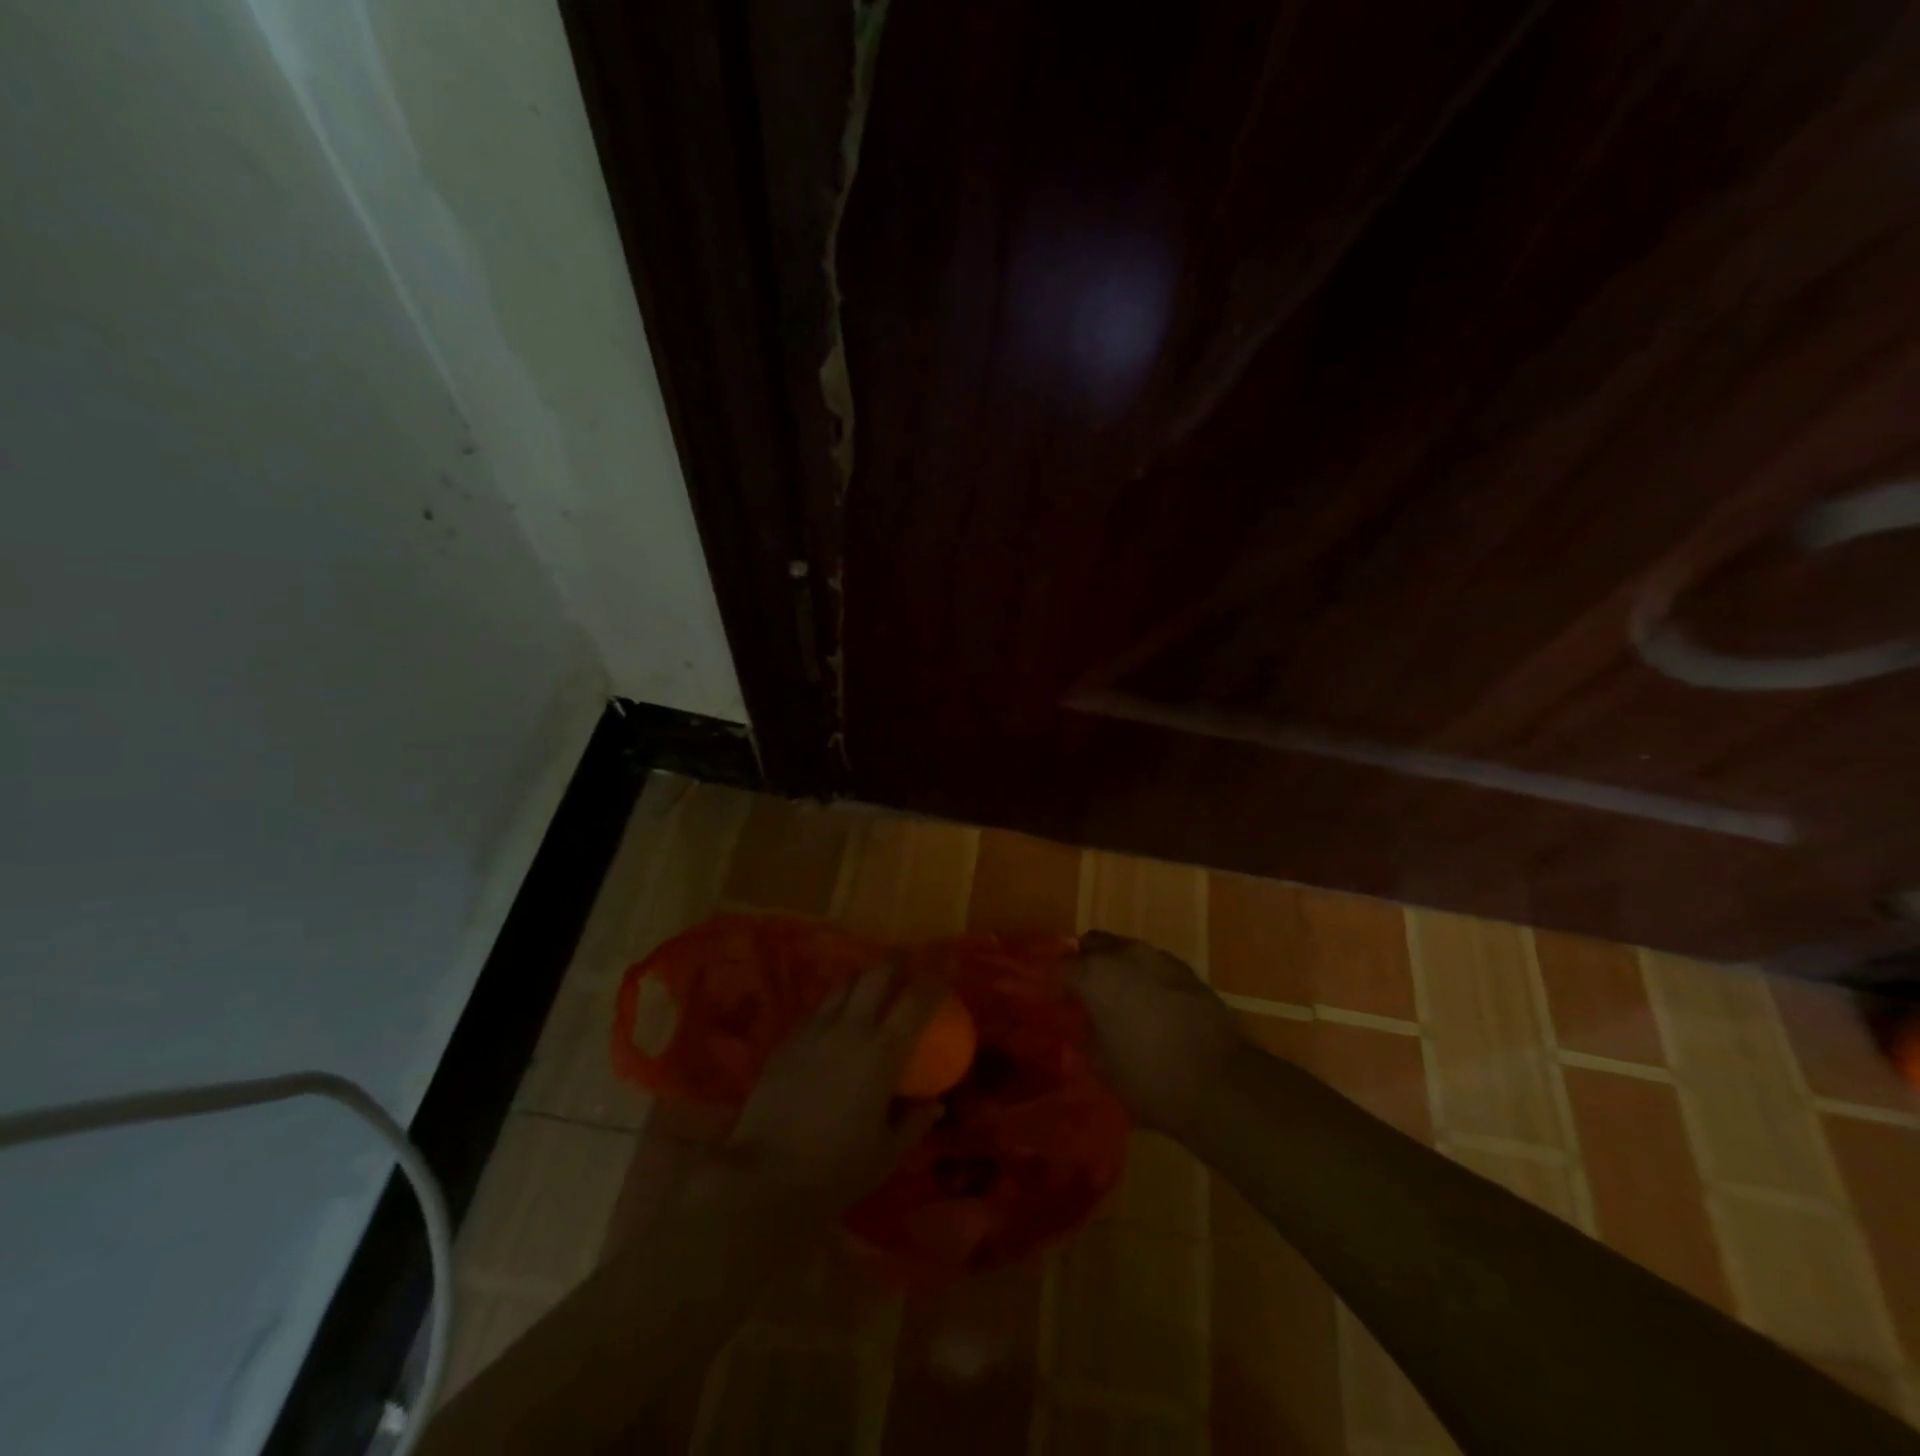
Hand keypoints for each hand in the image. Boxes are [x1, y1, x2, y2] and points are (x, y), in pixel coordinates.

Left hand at [725, 963, 945, 1214]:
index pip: (916, 1000)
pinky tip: (834, 1025)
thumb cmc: (836, 1170)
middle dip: (897, 962)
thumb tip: (935, 1104)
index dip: (933, 983)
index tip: (942, 981)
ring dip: (863, 980)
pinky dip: (834, 1006)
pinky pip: (817, 1010)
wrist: (765, 1176)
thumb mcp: (887, 1154)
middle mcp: (851, 1028)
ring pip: (843, 984)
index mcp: (883, 1052)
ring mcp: (815, 1030)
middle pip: (877, 973)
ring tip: (870, 990)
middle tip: (907, 966)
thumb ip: (914, 1123)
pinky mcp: (787, 1040)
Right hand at [1068, 931, 1250, 1135]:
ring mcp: (1159, 958)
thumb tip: (1086, 1017)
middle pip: (1093, 944)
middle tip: (1087, 993)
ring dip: (1119, 968)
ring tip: (1122, 1000)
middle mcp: (1124, 955)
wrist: (1220, 1084)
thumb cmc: (1149, 1078)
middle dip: (1086, 962)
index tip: (1055, 999)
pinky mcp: (1188, 971)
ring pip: (1127, 951)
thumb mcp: (1100, 1063)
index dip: (1054, 982)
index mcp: (1094, 975)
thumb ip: (1086, 1029)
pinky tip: (1154, 1007)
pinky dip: (1147, 978)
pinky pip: (1155, 966)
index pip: (1060, 966)